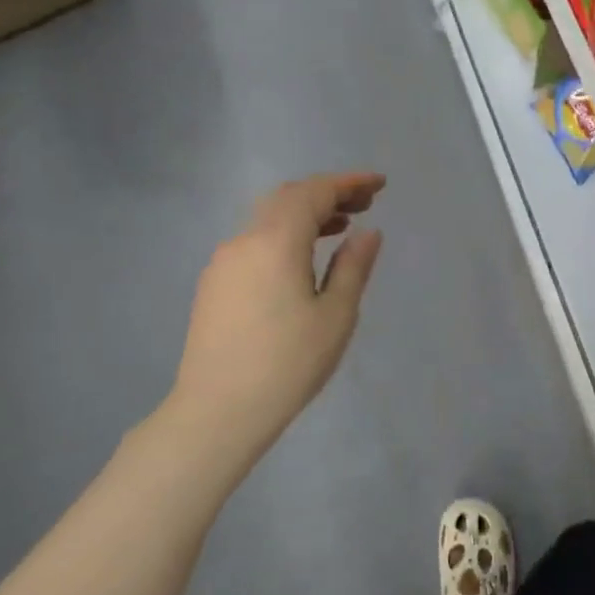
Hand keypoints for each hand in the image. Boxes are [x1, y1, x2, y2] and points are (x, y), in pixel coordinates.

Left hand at [162, 173, 384, 469]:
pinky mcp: (214, 285)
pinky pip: (254, 242)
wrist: (217, 411)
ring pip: (268, 219)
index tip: (380, 184)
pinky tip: (302, 261)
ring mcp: (223, 262)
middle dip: (327, 194)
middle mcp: (244, 240)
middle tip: (364, 204)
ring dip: (305, 215)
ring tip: (340, 228)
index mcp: (276, 242)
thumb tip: (368, 232)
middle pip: (288, 198)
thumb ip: (353, 267)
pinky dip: (284, 236)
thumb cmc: (287, 365)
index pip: (314, 193)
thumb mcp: (335, 316)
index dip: (349, 183)